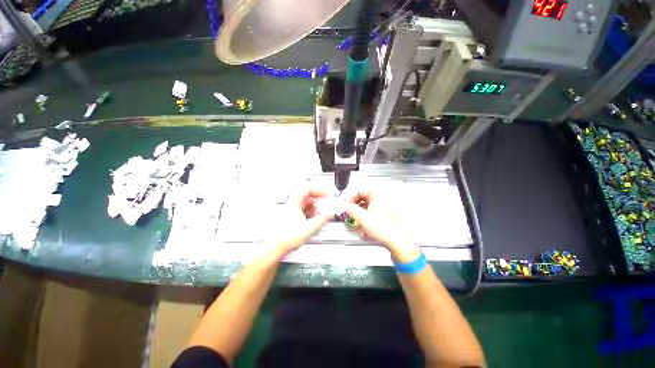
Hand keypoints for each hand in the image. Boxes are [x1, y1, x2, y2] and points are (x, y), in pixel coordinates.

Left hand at [274, 188, 331, 255]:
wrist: (276, 247)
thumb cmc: (287, 238)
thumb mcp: (309, 228)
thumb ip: (321, 220)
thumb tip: (330, 214)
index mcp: (294, 203)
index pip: (307, 189)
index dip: (318, 189)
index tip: (326, 193)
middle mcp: (292, 205)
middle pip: (307, 196)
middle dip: (318, 199)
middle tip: (325, 203)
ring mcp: (292, 211)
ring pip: (306, 203)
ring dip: (315, 206)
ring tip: (321, 213)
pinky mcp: (292, 217)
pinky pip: (304, 210)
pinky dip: (311, 212)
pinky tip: (315, 218)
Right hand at [346, 190, 420, 262]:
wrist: (395, 240)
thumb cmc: (383, 228)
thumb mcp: (362, 217)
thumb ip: (351, 209)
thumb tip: (347, 207)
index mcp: (376, 196)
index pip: (360, 191)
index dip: (352, 198)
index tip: (348, 205)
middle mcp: (381, 200)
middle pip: (364, 199)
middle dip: (356, 206)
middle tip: (352, 212)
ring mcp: (384, 208)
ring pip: (367, 207)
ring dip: (360, 214)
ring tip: (358, 221)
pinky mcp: (384, 216)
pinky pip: (372, 214)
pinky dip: (366, 219)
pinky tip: (365, 228)